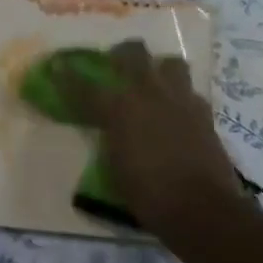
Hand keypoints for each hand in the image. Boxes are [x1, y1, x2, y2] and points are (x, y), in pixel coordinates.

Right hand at [49, 40, 257, 232]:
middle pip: (133, 54)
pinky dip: (180, 97)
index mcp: (119, 109)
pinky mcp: (204, 113)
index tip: (59, 66)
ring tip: (154, 81)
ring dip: (159, 68)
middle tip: (116, 62)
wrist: (202, 208)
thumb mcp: (114, 167)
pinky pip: (190, 92)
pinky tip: (177, 111)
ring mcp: (180, 99)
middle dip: (121, 53)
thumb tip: (110, 130)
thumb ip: (111, 139)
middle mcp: (149, 94)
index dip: (68, 76)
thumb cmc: (148, 194)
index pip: (85, 86)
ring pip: (170, 63)